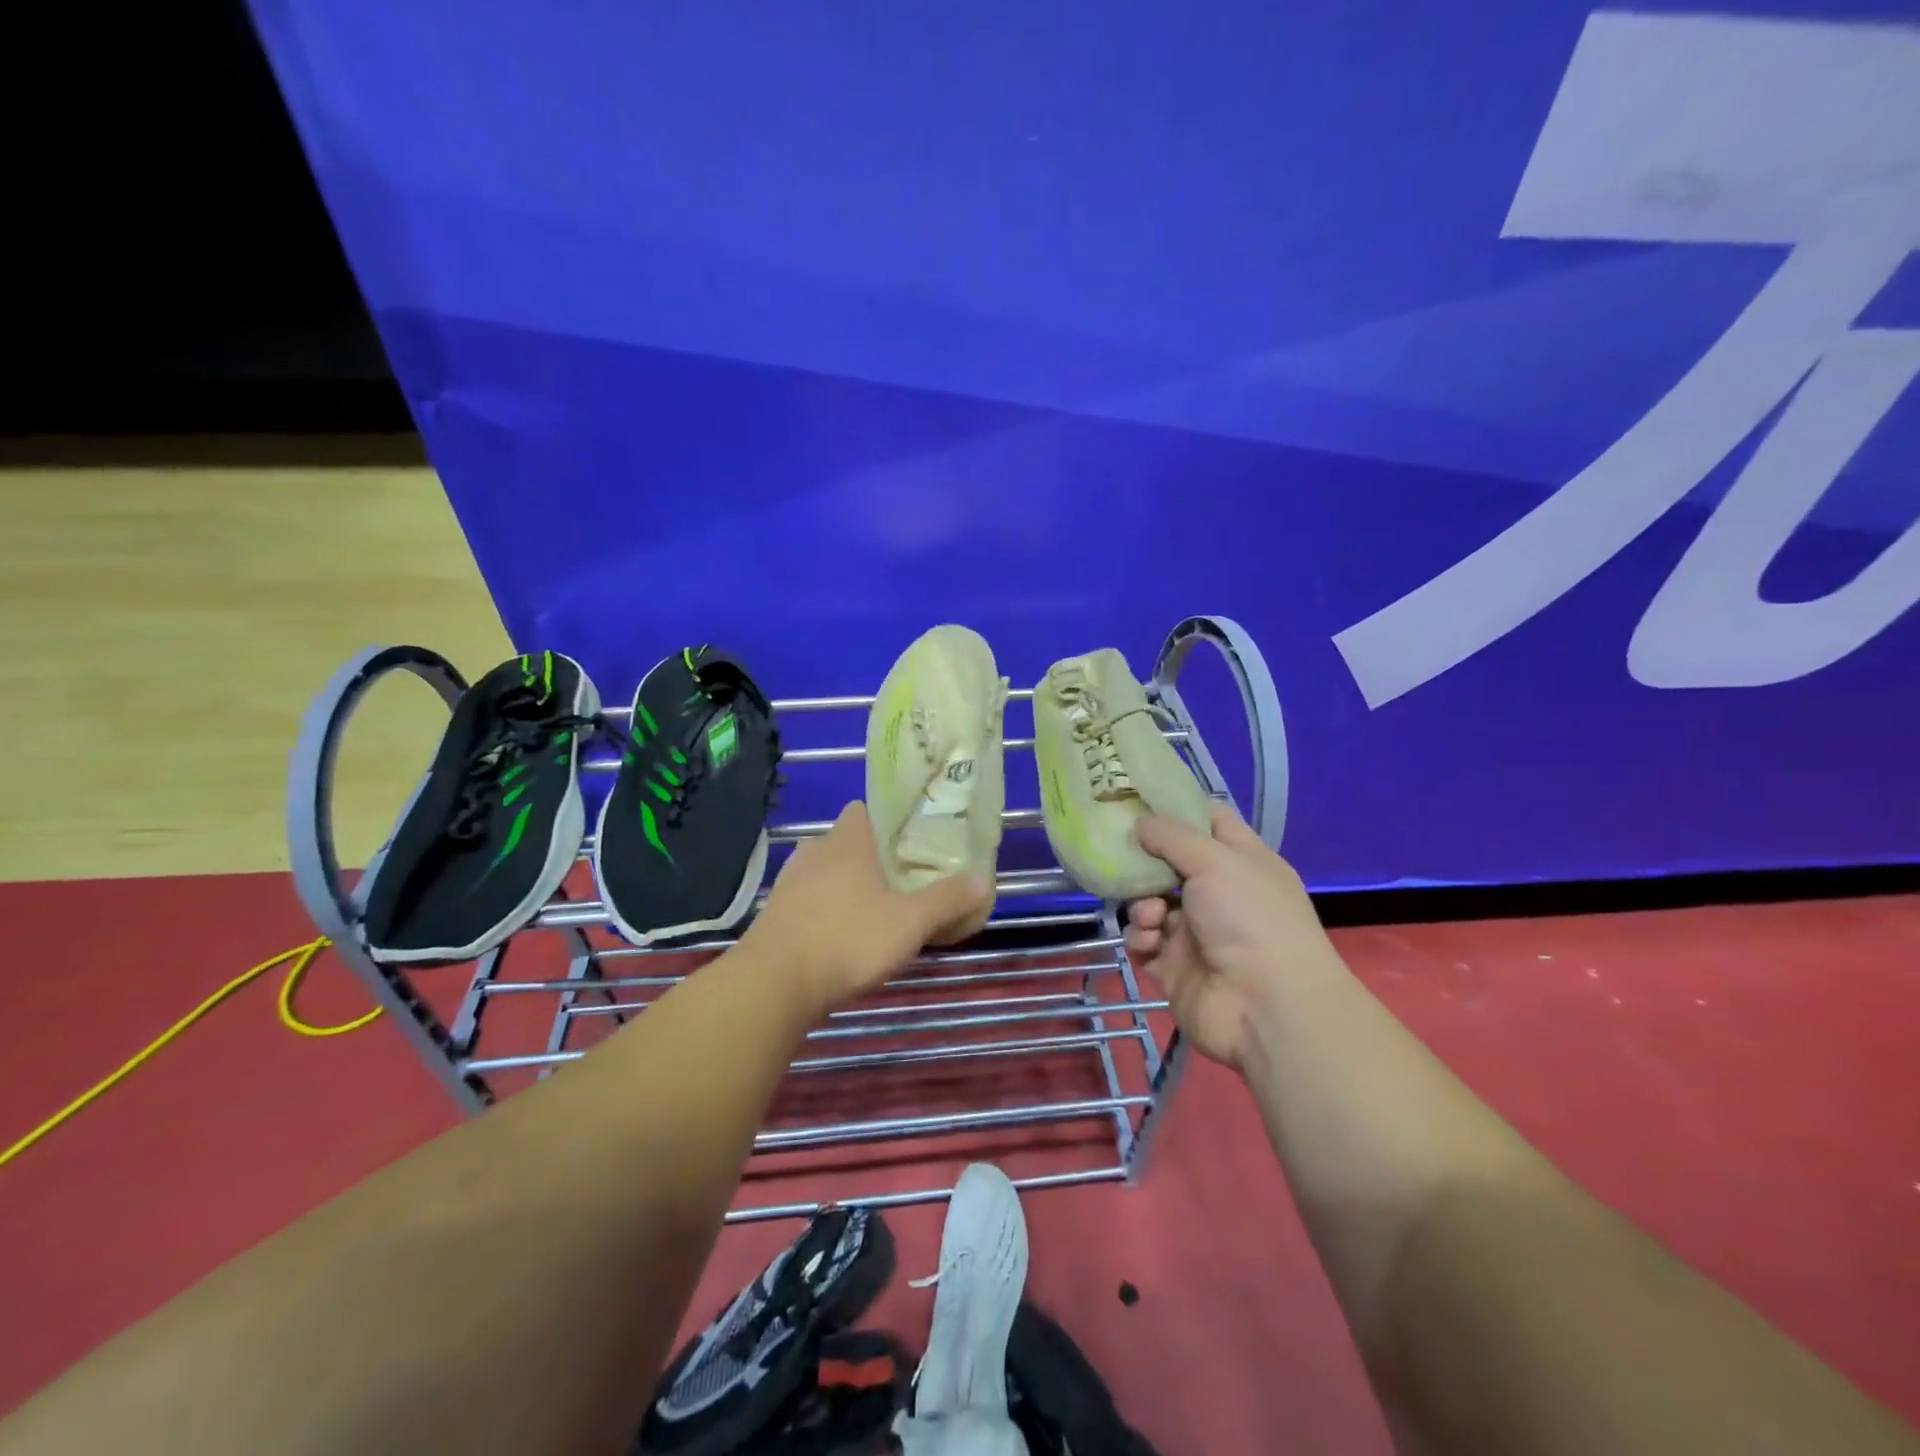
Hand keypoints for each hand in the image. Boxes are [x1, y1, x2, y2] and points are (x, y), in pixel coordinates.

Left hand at [744, 801, 991, 1015]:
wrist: (773, 985)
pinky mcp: (775, 914)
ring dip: (850, 886)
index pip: (866, 810)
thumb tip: (983, 880)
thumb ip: (947, 900)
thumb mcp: (909, 922)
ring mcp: (790, 883)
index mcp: (846, 841)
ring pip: (828, 873)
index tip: (914, 840)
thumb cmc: (847, 939)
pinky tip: (846, 937)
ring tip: (880, 910)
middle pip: (849, 842)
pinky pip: (810, 901)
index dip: (890, 820)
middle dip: (875, 857)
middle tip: (906, 879)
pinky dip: (828, 911)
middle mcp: (815, 852)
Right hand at [1125, 803, 1345, 1070]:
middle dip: (1142, 860)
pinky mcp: (1174, 967)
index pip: (1207, 821)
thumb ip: (1171, 836)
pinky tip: (1150, 943)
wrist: (1265, 1007)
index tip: (1134, 797)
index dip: (1175, 807)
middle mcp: (1218, 893)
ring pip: (1149, 903)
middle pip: (1168, 864)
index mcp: (1241, 861)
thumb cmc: (1249, 918)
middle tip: (1115, 852)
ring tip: (1151, 917)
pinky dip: (1141, 938)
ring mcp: (1195, 932)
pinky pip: (1144, 942)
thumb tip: (1139, 823)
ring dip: (1141, 905)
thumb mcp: (1214, 860)